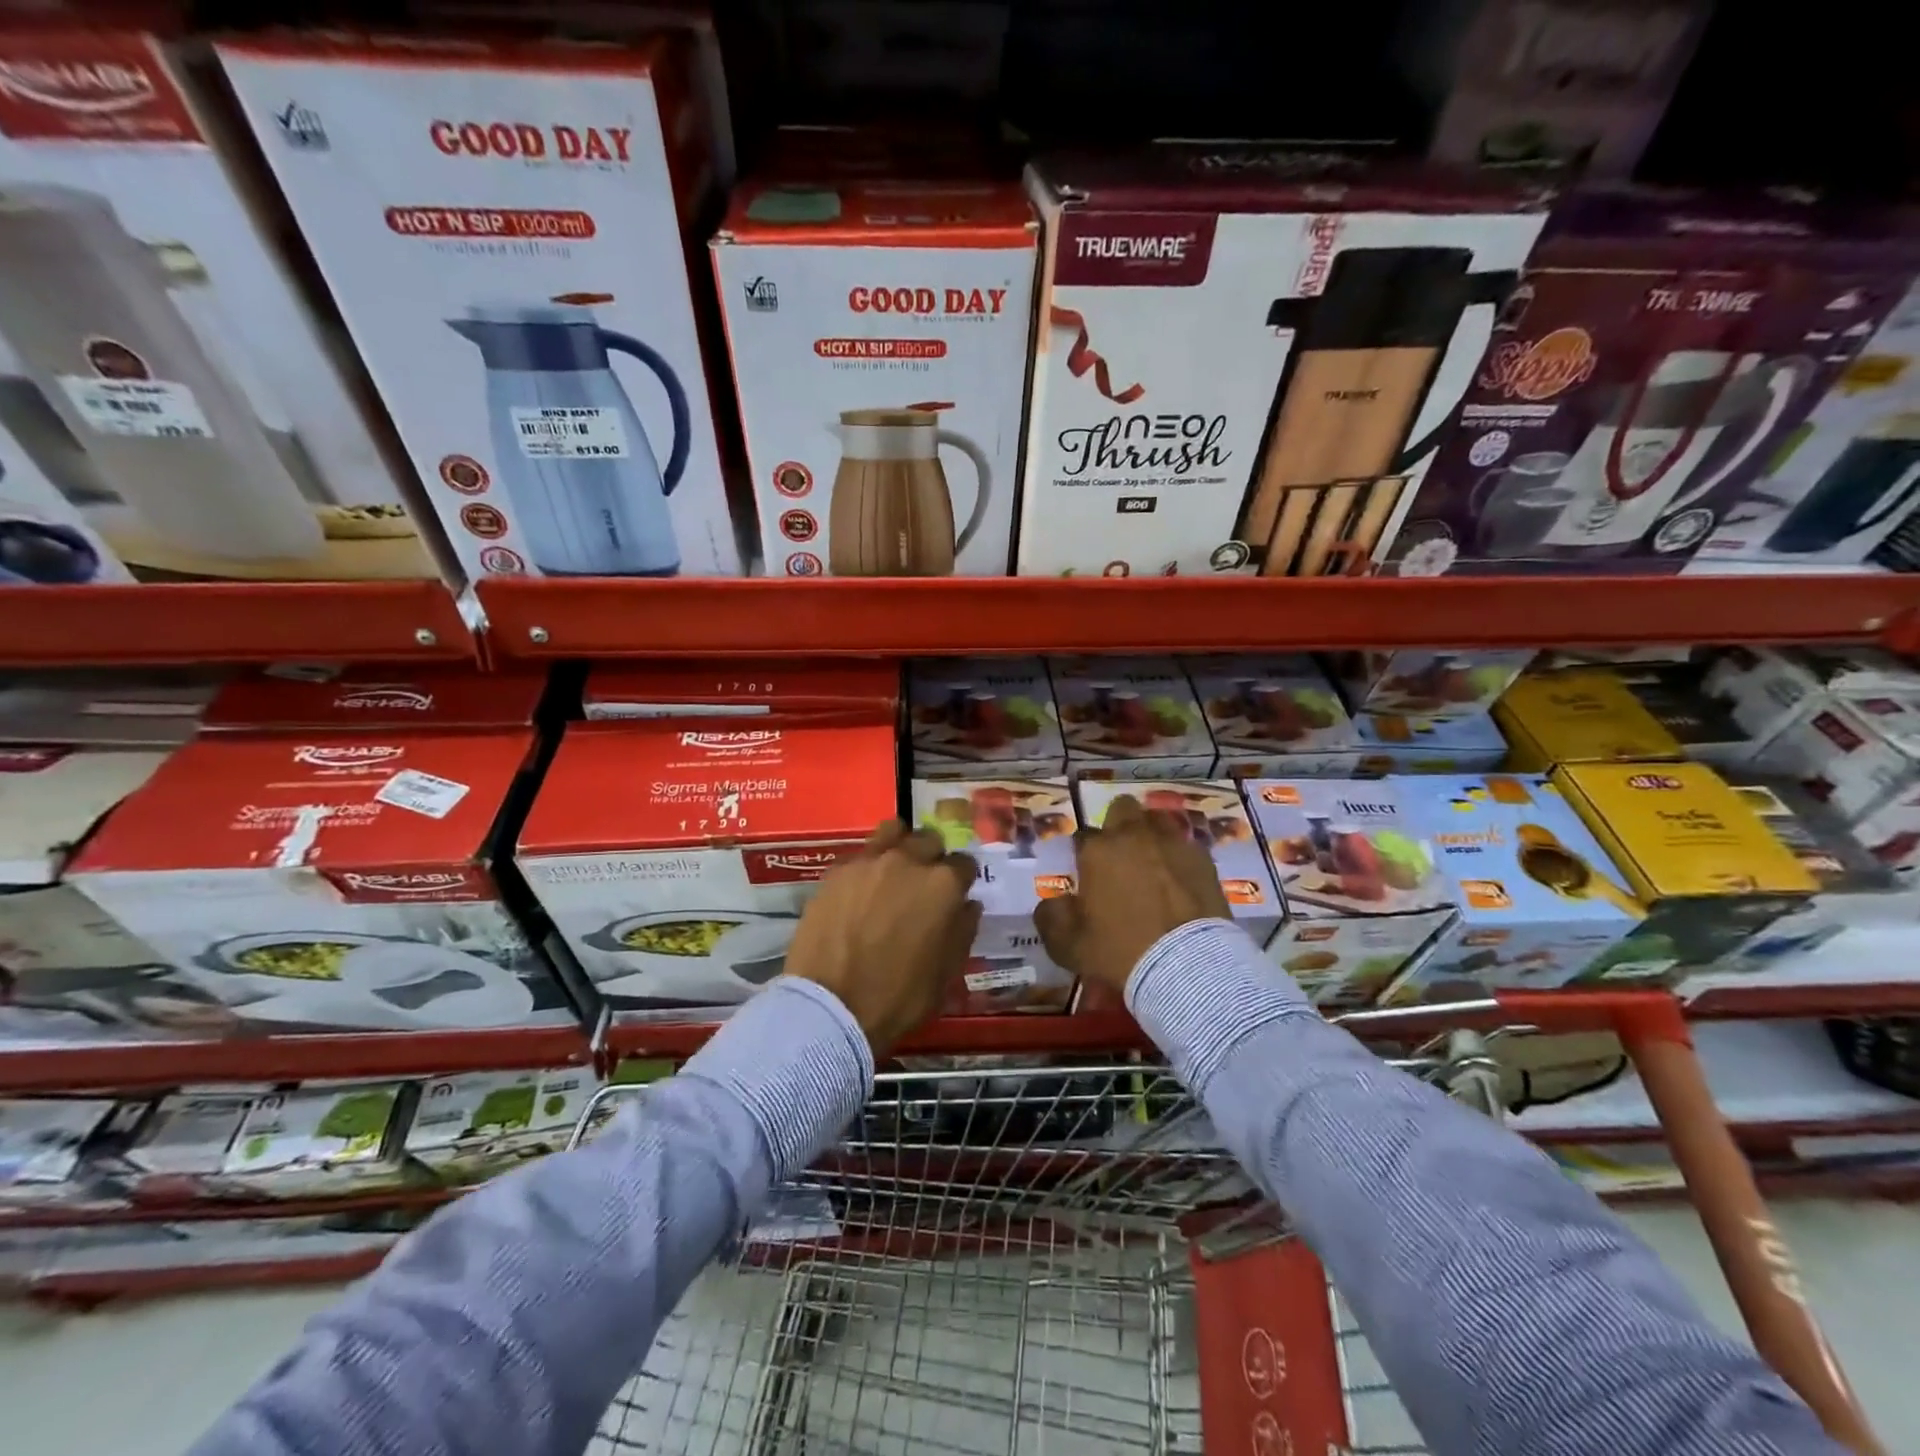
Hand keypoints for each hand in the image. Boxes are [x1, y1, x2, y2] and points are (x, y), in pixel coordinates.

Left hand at [783, 821, 981, 1053]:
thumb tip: (968, 905)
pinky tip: (861, 889)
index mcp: (943, 885)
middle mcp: (908, 860)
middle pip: (929, 840)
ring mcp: (869, 861)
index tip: (955, 896)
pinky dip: (867, 865)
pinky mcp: (836, 870)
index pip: (965, 864)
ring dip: (900, 845)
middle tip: (923, 885)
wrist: (830, 1006)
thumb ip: (962, 931)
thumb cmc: (898, 998)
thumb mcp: (946, 974)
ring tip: (893, 871)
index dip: (962, 880)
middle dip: (933, 858)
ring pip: (893, 831)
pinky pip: (860, 854)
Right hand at [1034, 794, 1229, 994]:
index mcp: (1098, 851)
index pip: (1082, 836)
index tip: (1086, 873)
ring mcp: (1172, 843)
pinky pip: (1186, 846)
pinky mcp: (1204, 859)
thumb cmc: (1120, 952)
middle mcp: (1134, 836)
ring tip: (1152, 863)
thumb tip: (1053, 903)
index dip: (1082, 853)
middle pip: (1122, 809)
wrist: (1188, 965)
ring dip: (1150, 835)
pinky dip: (1178, 858)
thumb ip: (1052, 917)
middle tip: (1119, 857)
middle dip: (1118, 826)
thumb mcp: (1068, 945)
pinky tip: (1180, 882)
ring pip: (1157, 820)